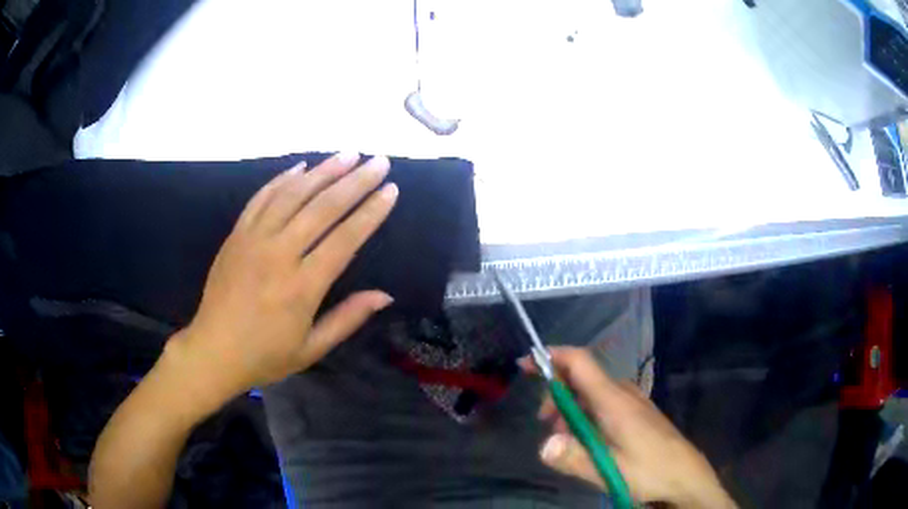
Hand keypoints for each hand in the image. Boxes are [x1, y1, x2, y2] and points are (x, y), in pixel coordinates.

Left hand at [167, 153, 397, 403]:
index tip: (391, 190)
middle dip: (355, 181)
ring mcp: (253, 240)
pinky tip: (301, 166)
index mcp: (302, 287)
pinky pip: (262, 198)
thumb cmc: (265, 355)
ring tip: (348, 154)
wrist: (213, 350)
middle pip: (322, 208)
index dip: (371, 212)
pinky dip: (282, 179)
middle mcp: (279, 255)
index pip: (345, 239)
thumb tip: (385, 295)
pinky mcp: (236, 235)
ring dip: (323, 171)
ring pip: (293, 195)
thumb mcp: (312, 349)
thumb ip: (348, 319)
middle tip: (379, 160)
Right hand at [522, 348, 734, 507]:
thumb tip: (543, 446)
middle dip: (557, 396)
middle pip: (581, 379)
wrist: (685, 476)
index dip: (552, 357)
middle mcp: (623, 393)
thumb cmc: (650, 470)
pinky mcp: (637, 414)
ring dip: (571, 410)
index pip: (580, 362)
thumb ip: (575, 458)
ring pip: (592, 394)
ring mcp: (632, 402)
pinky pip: (604, 404)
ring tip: (566, 440)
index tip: (525, 364)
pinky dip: (587, 416)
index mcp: (614, 400)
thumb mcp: (609, 470)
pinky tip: (588, 441)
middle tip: (546, 427)